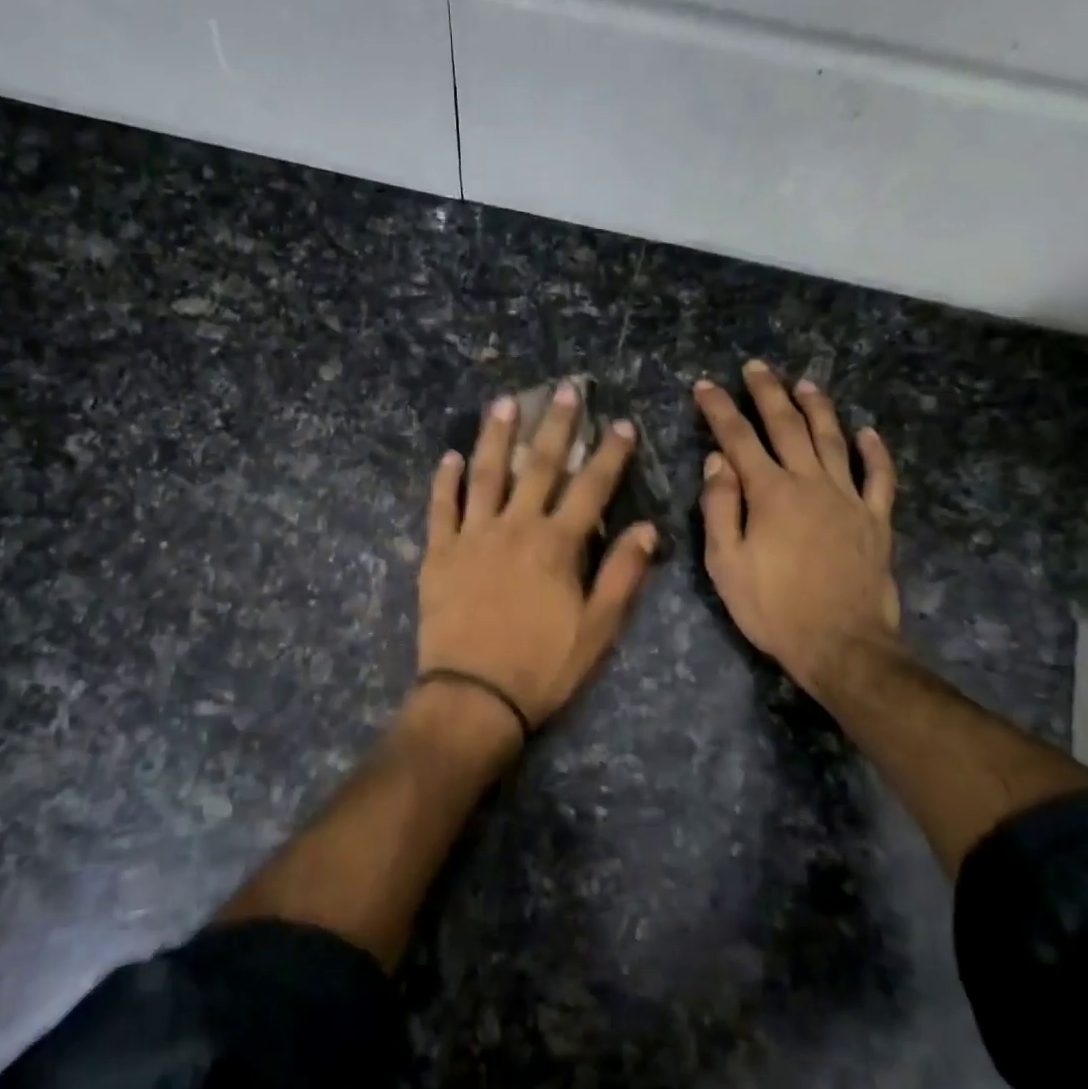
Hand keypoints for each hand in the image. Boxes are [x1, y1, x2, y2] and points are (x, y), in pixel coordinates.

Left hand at [418, 385, 657, 745]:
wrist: (473, 697)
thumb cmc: (542, 667)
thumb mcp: (597, 629)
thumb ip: (622, 575)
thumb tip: (649, 529)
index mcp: (557, 545)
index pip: (591, 488)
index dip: (610, 454)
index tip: (622, 424)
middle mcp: (515, 527)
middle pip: (539, 467)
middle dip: (556, 426)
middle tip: (565, 390)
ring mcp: (472, 536)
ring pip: (486, 475)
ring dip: (497, 436)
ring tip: (505, 403)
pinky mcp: (438, 554)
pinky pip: (441, 508)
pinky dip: (445, 481)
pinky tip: (450, 457)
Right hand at [695, 362, 900, 703]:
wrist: (841, 644)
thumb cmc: (773, 607)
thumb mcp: (726, 563)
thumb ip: (720, 507)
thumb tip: (717, 461)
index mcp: (770, 493)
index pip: (739, 439)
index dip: (720, 409)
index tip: (705, 385)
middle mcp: (810, 483)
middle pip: (788, 426)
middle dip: (768, 393)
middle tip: (757, 367)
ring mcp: (849, 498)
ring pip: (833, 440)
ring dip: (818, 408)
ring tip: (806, 383)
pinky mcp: (876, 519)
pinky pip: (879, 477)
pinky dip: (875, 452)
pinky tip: (869, 432)